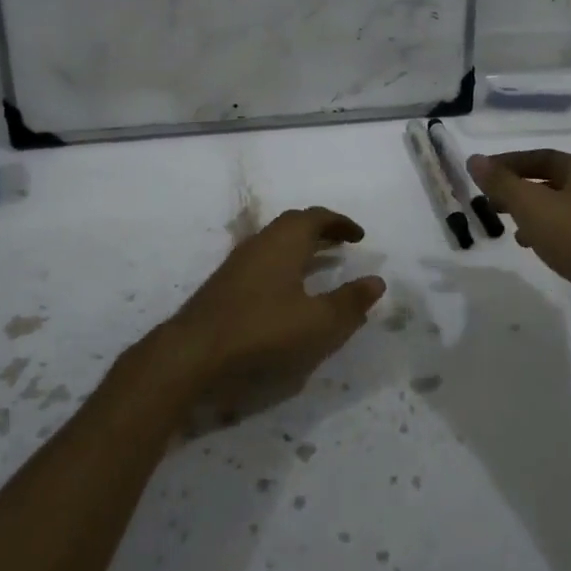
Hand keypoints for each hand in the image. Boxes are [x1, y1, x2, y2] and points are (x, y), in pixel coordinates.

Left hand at [165, 207, 385, 417]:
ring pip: (276, 243)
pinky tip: (288, 291)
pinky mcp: (226, 284)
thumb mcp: (318, 323)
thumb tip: (376, 281)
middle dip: (321, 230)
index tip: (360, 237)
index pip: (316, 217)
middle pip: (294, 225)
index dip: (340, 223)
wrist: (194, 352)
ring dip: (301, 247)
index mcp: (284, 242)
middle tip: (342, 244)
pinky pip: (264, 260)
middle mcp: (260, 243)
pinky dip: (285, 264)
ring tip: (321, 264)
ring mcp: (239, 263)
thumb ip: (350, 302)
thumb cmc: (263, 331)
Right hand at [467, 150, 570, 337]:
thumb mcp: (533, 207)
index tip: (480, 174)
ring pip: (563, 210)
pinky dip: (551, 236)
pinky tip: (538, 250)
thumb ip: (502, 183)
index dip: (507, 163)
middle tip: (490, 202)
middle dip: (520, 190)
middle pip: (553, 182)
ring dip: (534, 215)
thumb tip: (474, 159)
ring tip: (509, 228)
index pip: (541, 157)